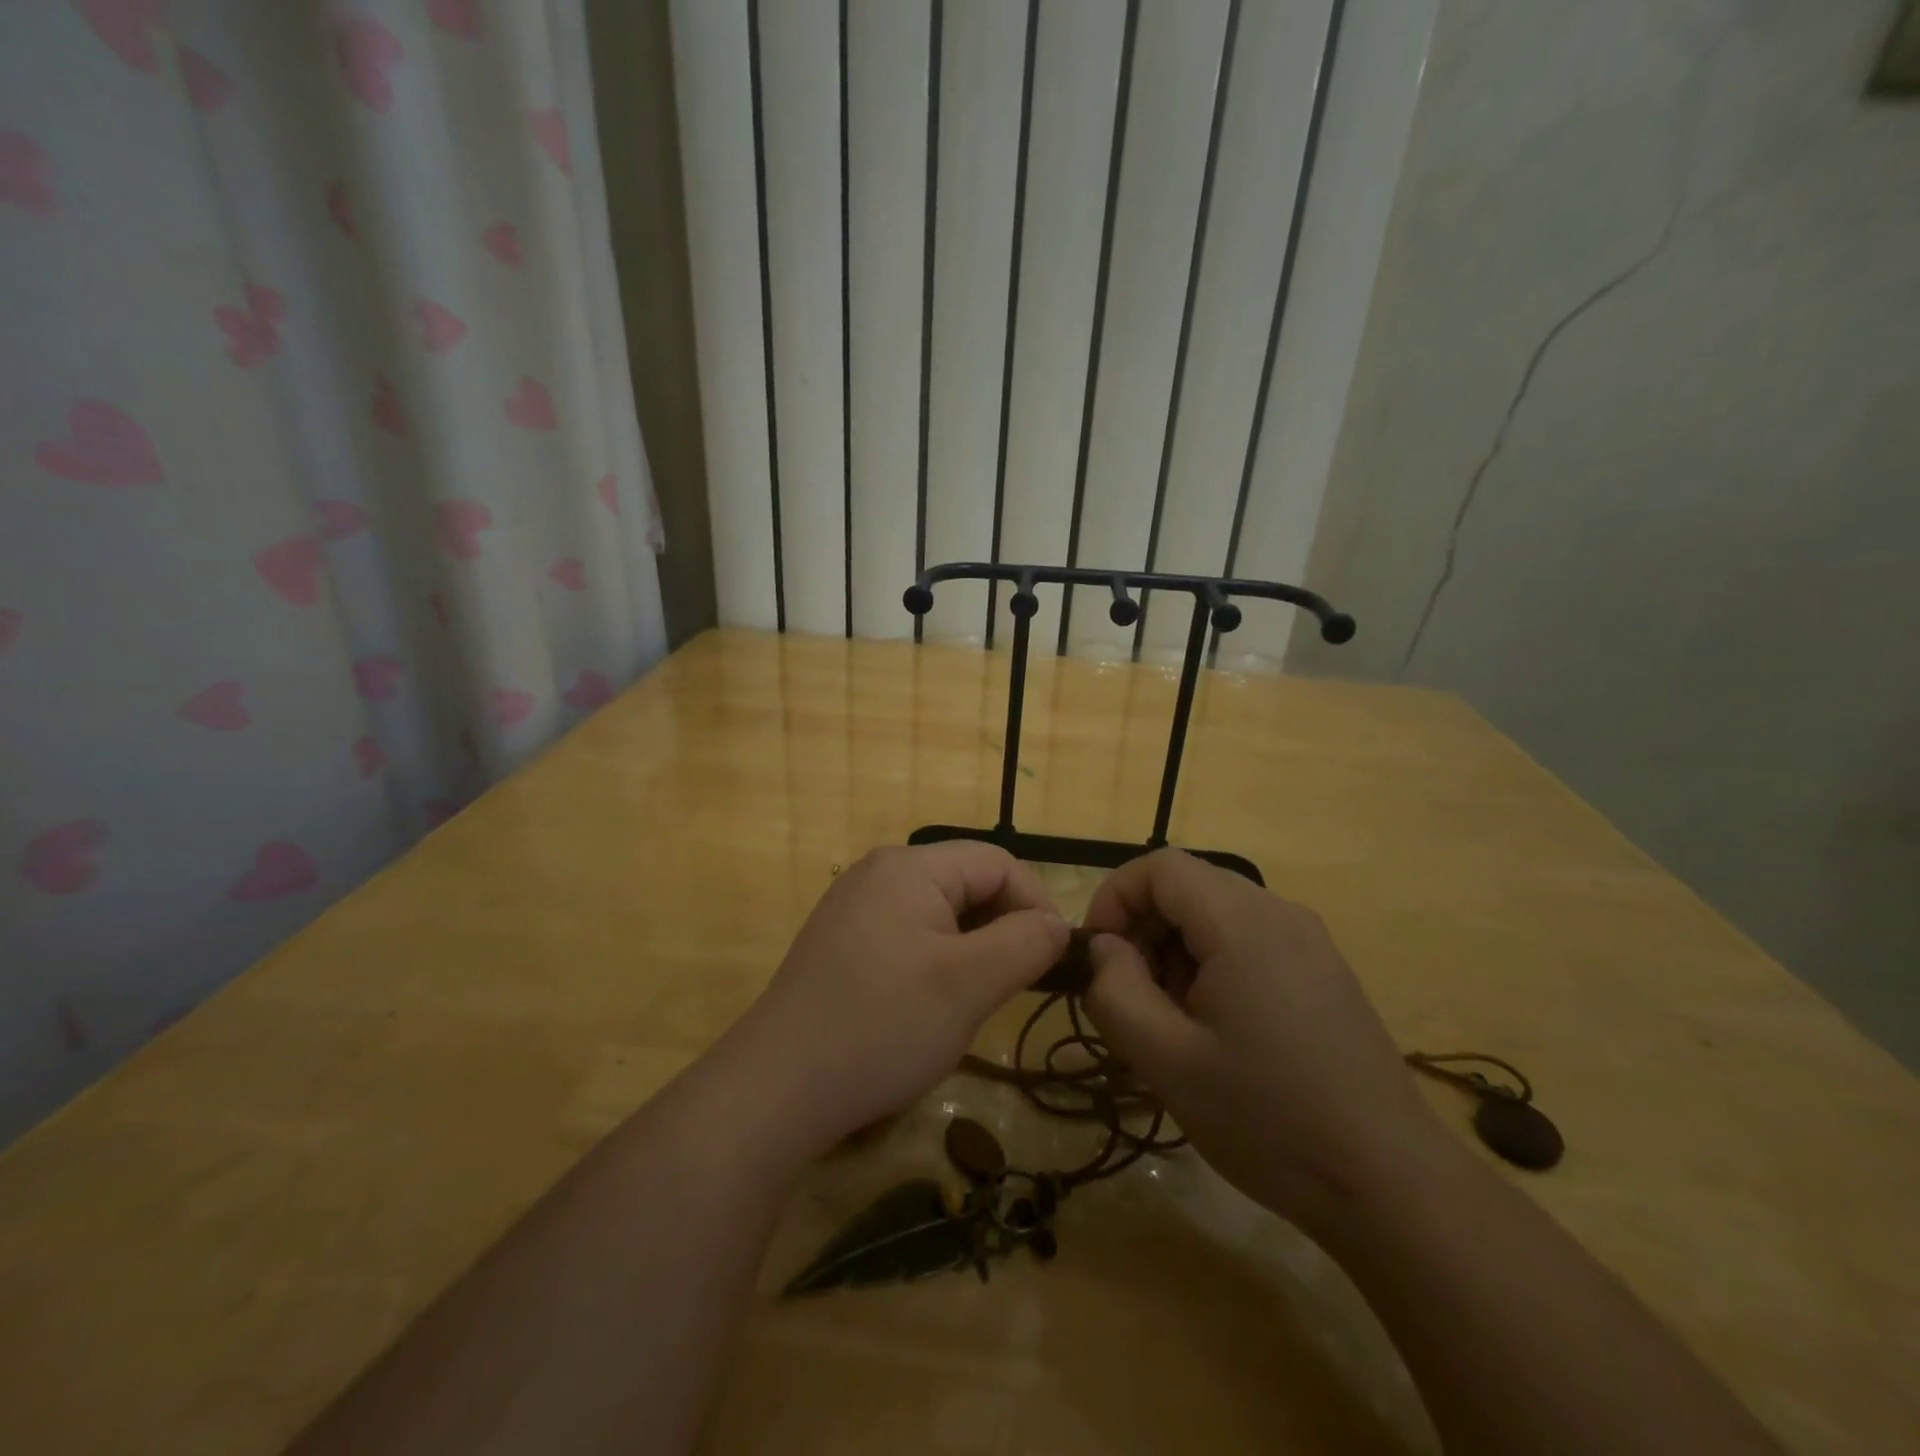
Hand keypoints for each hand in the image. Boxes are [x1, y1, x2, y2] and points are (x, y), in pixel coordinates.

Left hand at [727, 844, 1068, 1153]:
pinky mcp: (841, 942)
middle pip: (966, 883)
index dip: (1036, 904)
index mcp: (909, 866)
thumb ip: (1026, 943)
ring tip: (977, 998)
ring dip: (972, 947)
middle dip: (1002, 927)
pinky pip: (907, 934)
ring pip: (939, 912)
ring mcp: (854, 907)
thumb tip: (1057, 926)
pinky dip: (936, 959)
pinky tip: (931, 1004)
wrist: (777, 1088)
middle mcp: (879, 873)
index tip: (1055, 959)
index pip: (997, 863)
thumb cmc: (882, 1025)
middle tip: (1017, 984)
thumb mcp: (970, 984)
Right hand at [1081, 850, 1448, 1233]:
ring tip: (1174, 1021)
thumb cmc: (1268, 1117)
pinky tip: (1218, 1030)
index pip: (1159, 867)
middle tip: (1132, 996)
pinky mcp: (1324, 971)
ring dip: (1177, 950)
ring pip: (1217, 914)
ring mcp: (1309, 941)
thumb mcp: (1167, 1061)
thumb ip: (1115, 991)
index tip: (1097, 955)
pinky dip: (1213, 964)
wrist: (1390, 1184)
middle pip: (1188, 887)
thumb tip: (1103, 948)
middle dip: (1144, 929)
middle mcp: (1279, 913)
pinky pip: (1250, 940)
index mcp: (1241, 922)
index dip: (1114, 898)